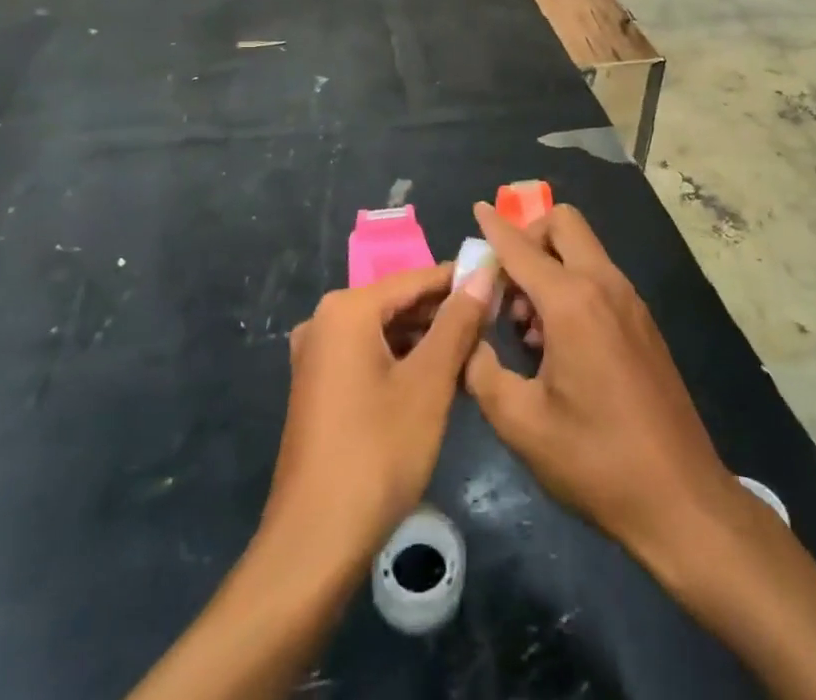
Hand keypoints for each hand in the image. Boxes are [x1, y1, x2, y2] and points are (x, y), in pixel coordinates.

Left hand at [263, 263, 493, 568]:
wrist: (315, 542)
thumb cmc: (378, 453)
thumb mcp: (429, 383)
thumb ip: (457, 322)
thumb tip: (482, 273)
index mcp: (346, 310)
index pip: (416, 278)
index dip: (461, 280)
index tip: (501, 282)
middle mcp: (324, 321)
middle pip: (399, 303)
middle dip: (445, 313)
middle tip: (494, 322)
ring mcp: (317, 355)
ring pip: (386, 331)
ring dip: (428, 340)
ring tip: (474, 352)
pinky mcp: (319, 386)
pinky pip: (369, 355)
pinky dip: (403, 361)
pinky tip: (437, 380)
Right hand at [463, 202, 747, 582]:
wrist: (681, 499)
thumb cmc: (595, 460)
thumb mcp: (521, 423)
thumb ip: (481, 370)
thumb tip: (465, 340)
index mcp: (573, 302)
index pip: (522, 247)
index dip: (495, 228)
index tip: (476, 209)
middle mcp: (605, 285)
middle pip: (564, 224)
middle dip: (528, 237)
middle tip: (506, 287)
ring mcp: (630, 301)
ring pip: (582, 251)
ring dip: (548, 267)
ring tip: (526, 328)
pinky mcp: (642, 322)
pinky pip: (598, 278)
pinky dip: (570, 287)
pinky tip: (556, 344)